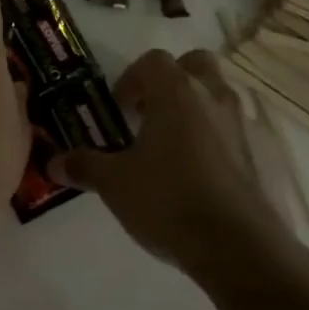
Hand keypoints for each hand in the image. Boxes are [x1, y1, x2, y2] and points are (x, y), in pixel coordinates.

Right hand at [53, 50, 298, 273]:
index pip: (153, 60)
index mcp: (176, 92)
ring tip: (169, 144)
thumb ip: (85, 166)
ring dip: (195, 108)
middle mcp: (211, 97)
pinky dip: (213, 138)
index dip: (132, 79)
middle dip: (172, 80)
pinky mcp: (255, 157)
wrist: (238, 248)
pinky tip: (193, 173)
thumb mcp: (115, 184)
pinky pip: (230, 130)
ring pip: (216, 96)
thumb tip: (53, 162)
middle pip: (194, 64)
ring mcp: (238, 126)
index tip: (119, 108)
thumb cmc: (168, 199)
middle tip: (150, 111)